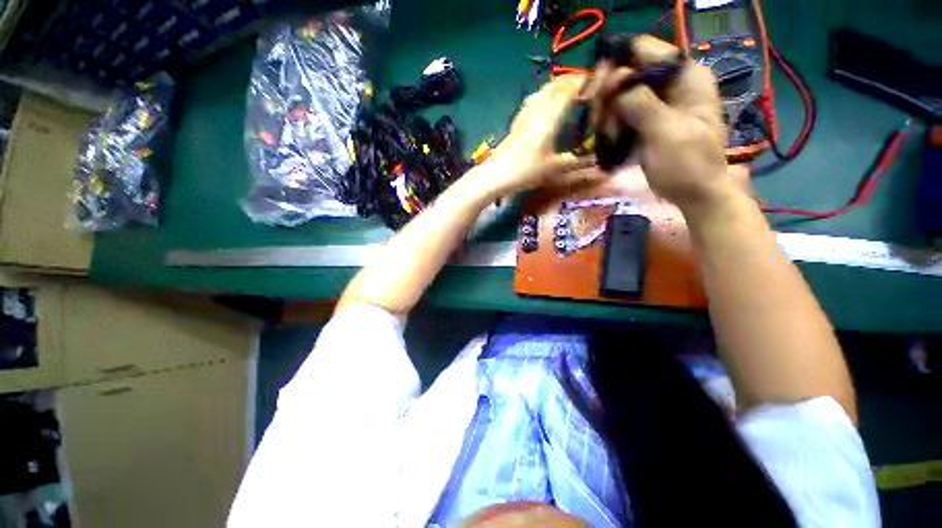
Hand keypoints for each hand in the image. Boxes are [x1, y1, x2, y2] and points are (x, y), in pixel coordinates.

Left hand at [468, 75, 594, 199]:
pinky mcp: (515, 124)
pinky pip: (531, 103)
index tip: (592, 78)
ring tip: (563, 87)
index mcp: (549, 118)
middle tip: (580, 80)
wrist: (495, 175)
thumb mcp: (552, 168)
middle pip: (553, 88)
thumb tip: (589, 160)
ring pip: (540, 93)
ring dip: (553, 86)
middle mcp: (537, 112)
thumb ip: (571, 162)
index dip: (579, 82)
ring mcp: (524, 117)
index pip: (567, 92)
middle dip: (567, 80)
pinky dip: (540, 97)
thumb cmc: (525, 170)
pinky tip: (539, 103)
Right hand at [582, 35, 734, 216]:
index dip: (615, 66)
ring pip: (618, 96)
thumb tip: (614, 80)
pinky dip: (609, 126)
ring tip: (606, 140)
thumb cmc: (687, 165)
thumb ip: (641, 103)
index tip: (595, 95)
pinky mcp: (646, 120)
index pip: (642, 50)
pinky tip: (606, 142)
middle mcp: (669, 83)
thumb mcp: (666, 132)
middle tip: (597, 124)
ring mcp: (656, 102)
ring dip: (606, 117)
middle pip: (625, 72)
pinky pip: (619, 114)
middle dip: (607, 97)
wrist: (695, 194)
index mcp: (684, 76)